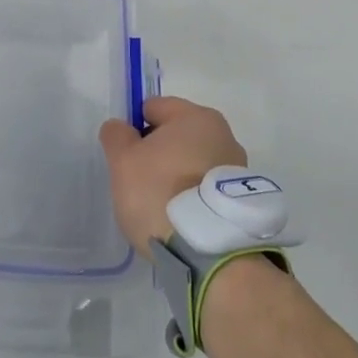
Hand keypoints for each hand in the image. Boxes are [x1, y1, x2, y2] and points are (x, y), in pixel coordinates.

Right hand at [99, 96, 247, 255]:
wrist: (208, 249)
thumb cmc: (160, 192)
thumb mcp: (123, 161)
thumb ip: (116, 136)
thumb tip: (120, 127)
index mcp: (196, 116)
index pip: (154, 108)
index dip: (134, 128)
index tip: (126, 156)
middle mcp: (223, 133)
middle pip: (176, 134)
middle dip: (157, 152)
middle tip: (139, 181)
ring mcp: (236, 166)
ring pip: (193, 160)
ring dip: (177, 173)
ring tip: (161, 204)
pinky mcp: (241, 198)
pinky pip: (205, 185)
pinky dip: (192, 194)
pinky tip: (180, 216)